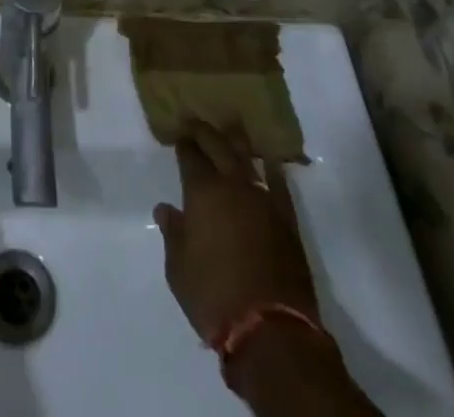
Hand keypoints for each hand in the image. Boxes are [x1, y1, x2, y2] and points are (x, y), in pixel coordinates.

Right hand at [154, 121, 319, 342]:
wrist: (271, 330)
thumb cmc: (214, 297)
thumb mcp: (178, 269)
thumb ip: (173, 233)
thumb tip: (166, 209)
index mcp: (202, 192)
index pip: (190, 156)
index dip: (183, 144)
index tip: (179, 136)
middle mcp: (233, 185)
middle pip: (218, 145)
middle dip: (206, 132)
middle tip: (197, 123)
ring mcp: (263, 199)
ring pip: (247, 158)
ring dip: (236, 142)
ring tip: (230, 131)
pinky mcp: (287, 219)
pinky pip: (278, 183)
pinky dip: (271, 168)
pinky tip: (268, 161)